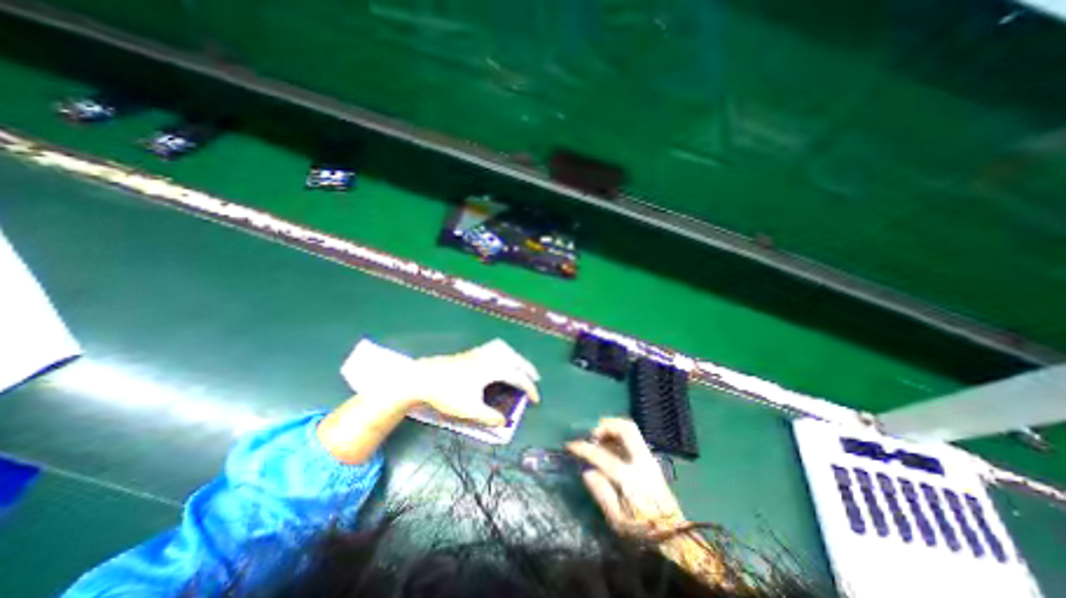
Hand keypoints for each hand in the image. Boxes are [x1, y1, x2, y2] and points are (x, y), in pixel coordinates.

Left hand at [320, 339, 541, 463]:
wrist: (422, 378)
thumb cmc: (447, 393)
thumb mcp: (470, 409)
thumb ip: (489, 416)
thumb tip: (504, 421)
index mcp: (492, 368)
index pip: (517, 377)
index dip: (529, 389)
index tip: (535, 400)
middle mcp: (489, 357)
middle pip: (515, 358)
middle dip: (527, 368)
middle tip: (535, 378)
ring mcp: (479, 352)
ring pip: (505, 349)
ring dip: (516, 357)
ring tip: (520, 365)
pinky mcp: (471, 353)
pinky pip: (494, 347)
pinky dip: (504, 352)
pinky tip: (499, 359)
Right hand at [565, 419, 683, 539]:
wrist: (675, 537)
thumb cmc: (642, 532)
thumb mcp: (617, 521)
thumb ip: (601, 493)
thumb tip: (587, 470)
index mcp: (630, 479)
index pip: (601, 455)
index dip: (583, 448)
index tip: (570, 445)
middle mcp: (641, 462)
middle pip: (625, 428)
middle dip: (605, 426)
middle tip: (591, 435)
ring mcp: (648, 458)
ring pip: (631, 428)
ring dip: (612, 428)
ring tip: (600, 439)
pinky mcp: (651, 459)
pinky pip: (633, 437)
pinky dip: (619, 435)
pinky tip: (610, 446)